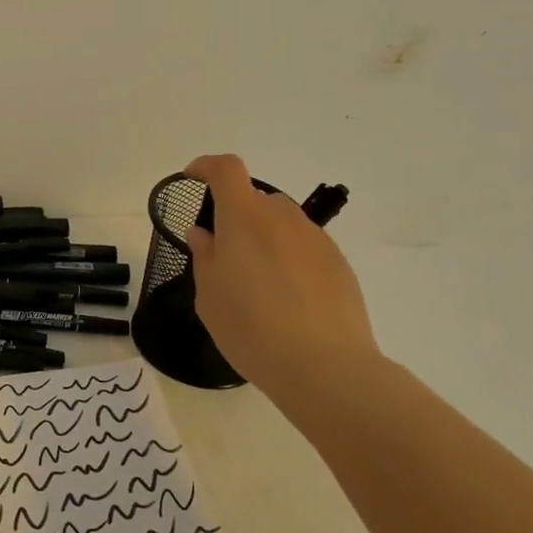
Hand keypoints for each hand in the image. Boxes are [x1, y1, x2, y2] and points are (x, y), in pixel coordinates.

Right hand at [182, 154, 381, 393]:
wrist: (324, 366)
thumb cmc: (251, 328)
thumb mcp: (209, 295)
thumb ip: (205, 256)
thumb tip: (206, 233)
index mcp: (243, 217)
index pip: (226, 169)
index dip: (207, 166)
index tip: (193, 179)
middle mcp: (281, 217)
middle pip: (255, 200)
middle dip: (237, 217)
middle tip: (226, 255)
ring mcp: (315, 238)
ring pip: (281, 224)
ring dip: (265, 239)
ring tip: (259, 284)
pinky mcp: (339, 263)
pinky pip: (304, 248)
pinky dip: (289, 260)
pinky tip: (289, 300)